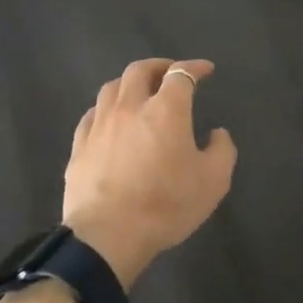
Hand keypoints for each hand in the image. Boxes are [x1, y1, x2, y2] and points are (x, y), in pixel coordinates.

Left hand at [62, 58, 237, 288]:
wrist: (107, 235)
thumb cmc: (165, 205)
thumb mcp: (213, 182)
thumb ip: (222, 151)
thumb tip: (218, 133)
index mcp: (165, 109)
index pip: (181, 74)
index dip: (195, 67)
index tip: (205, 70)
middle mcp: (130, 106)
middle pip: (140, 70)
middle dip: (159, 66)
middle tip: (170, 74)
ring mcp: (100, 124)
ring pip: (112, 87)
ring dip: (129, 83)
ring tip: (139, 92)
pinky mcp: (79, 145)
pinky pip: (92, 114)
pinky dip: (106, 109)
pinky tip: (110, 120)